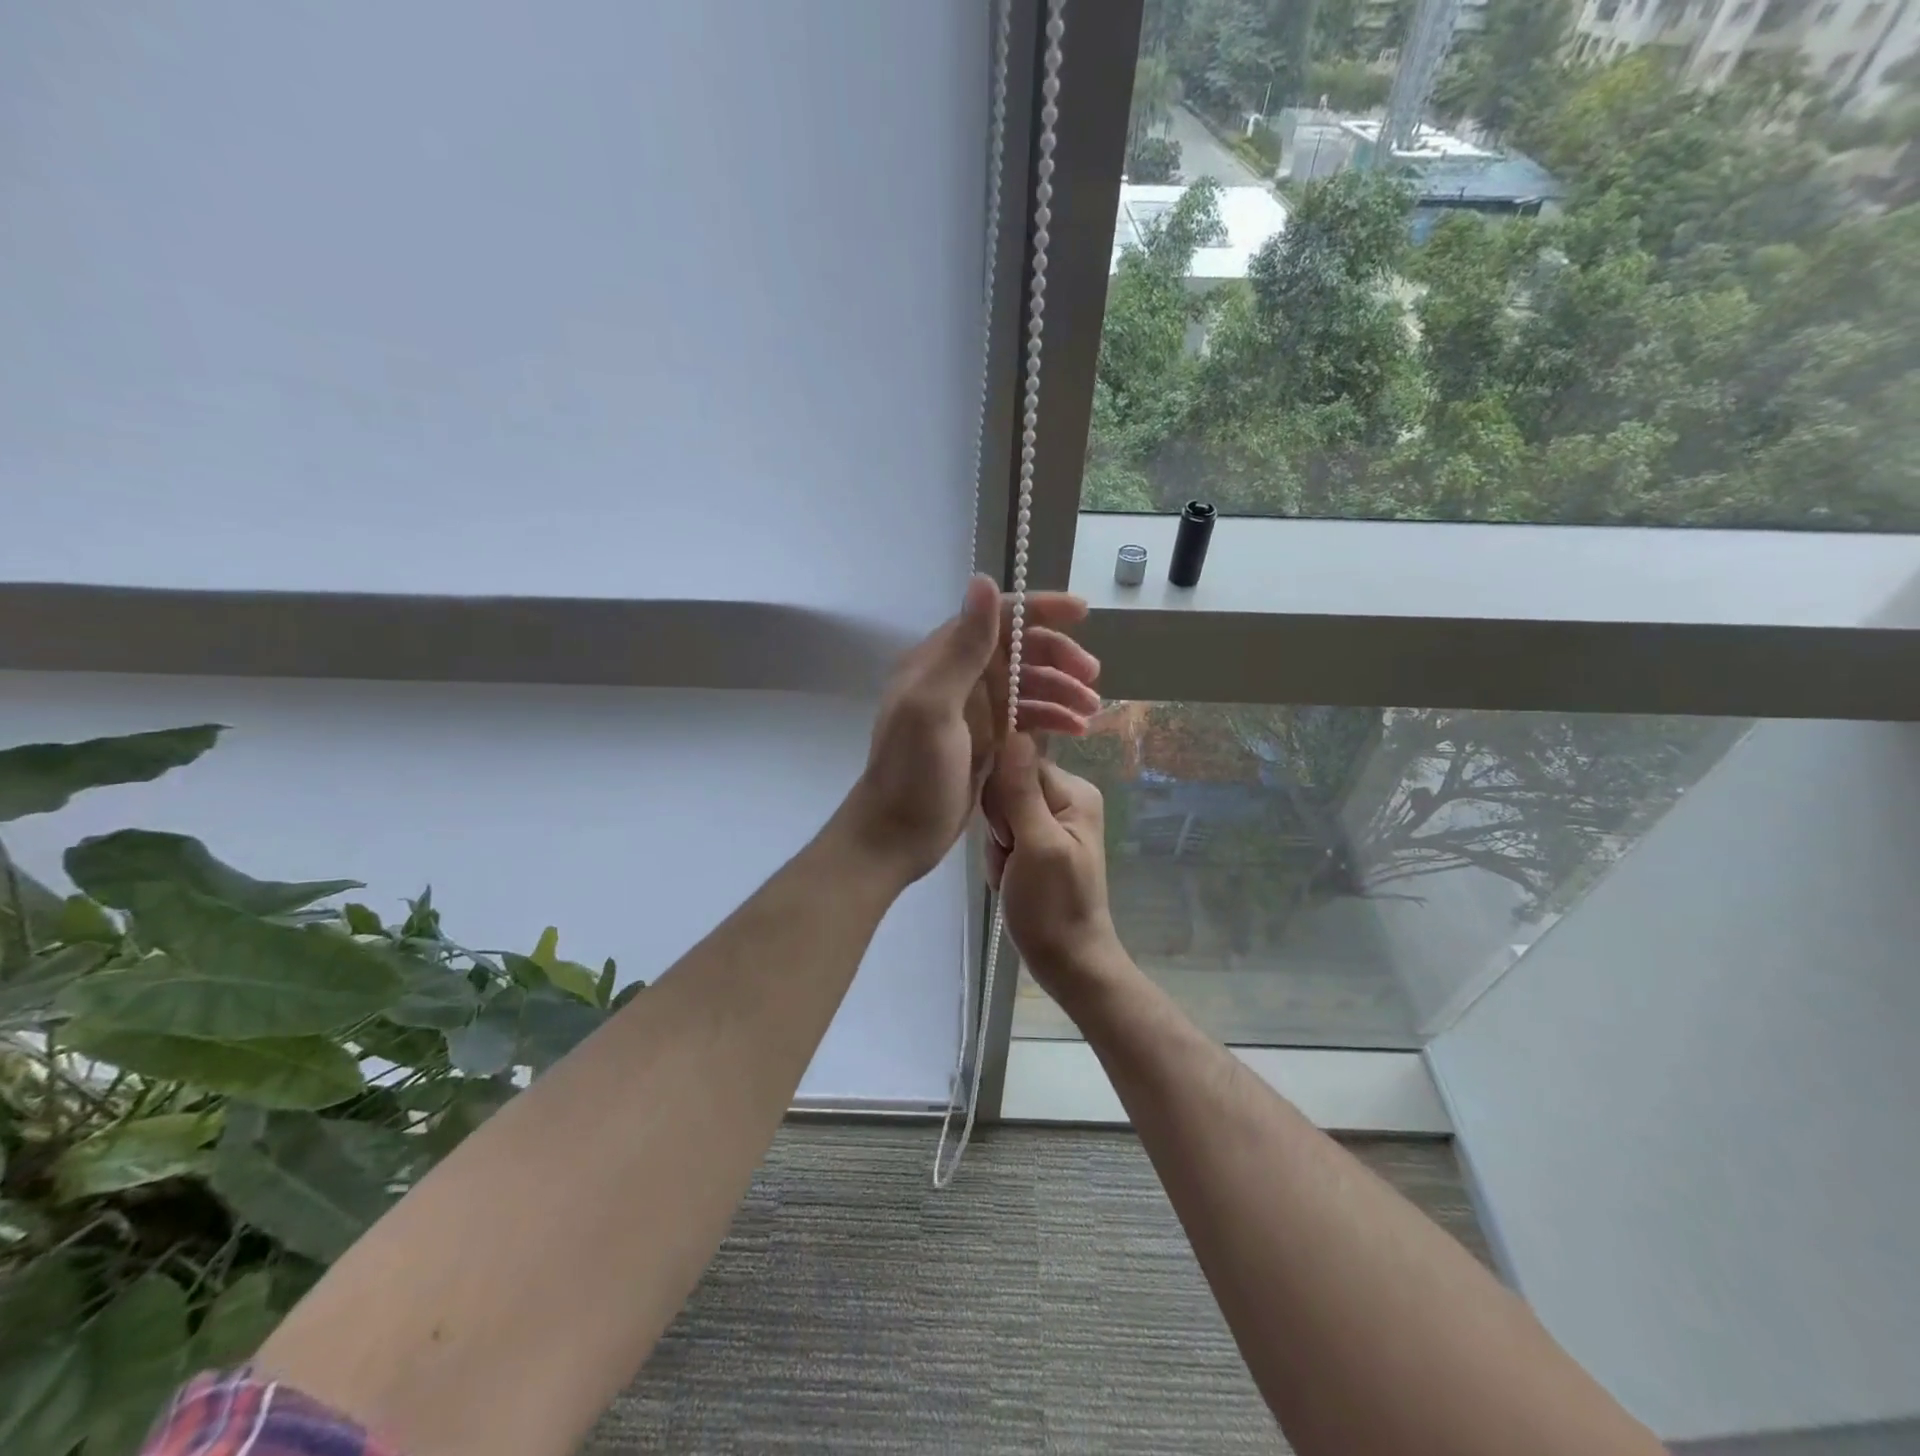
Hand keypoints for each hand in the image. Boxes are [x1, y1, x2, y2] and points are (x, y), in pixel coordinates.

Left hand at [841, 575, 1100, 883]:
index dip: (1039, 610)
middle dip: (1058, 657)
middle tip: (1092, 678)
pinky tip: (1078, 730)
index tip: (1082, 613)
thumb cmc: (913, 772)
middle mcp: (959, 678)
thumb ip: (962, 648)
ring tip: (1091, 711)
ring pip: (1028, 685)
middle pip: (1019, 651)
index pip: (996, 618)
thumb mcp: (934, 707)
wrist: (898, 835)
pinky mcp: (987, 740)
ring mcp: (974, 710)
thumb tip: (985, 579)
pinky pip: (1028, 717)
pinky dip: (1053, 718)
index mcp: (941, 660)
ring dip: (1062, 690)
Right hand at [981, 732, 1122, 991]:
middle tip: (1012, 858)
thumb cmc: (1053, 907)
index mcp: (1074, 792)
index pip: (1017, 764)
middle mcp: (1066, 799)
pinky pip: (1003, 834)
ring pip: (1000, 812)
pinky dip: (999, 857)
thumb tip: (1012, 732)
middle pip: (1006, 787)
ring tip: (1011, 873)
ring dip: (996, 845)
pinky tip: (1008, 879)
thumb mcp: (1036, 845)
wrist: (1067, 962)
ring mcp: (1051, 822)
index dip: (1002, 798)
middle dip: (998, 826)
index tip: (1009, 835)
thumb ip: (1021, 791)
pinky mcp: (1037, 843)